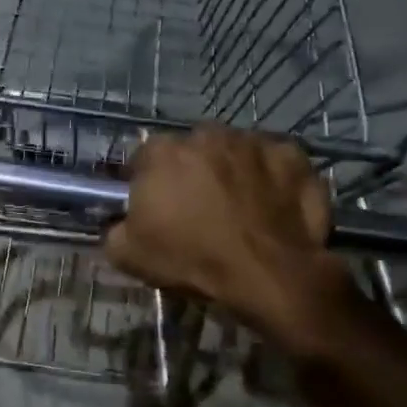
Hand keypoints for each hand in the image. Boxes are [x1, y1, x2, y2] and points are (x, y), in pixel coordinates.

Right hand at [105, 125, 356, 347]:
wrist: (267, 273)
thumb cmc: (192, 259)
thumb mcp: (128, 256)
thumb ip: (114, 229)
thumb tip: (119, 223)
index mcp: (162, 152)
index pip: (144, 158)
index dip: (147, 183)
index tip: (155, 208)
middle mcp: (206, 134)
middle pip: (192, 150)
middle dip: (192, 172)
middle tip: (198, 209)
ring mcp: (253, 141)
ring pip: (234, 152)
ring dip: (232, 172)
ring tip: (239, 209)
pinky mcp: (292, 154)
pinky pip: (275, 161)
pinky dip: (271, 178)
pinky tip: (271, 206)